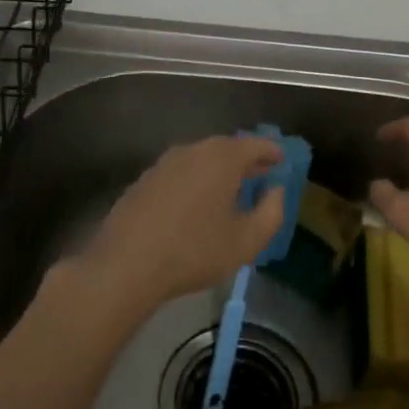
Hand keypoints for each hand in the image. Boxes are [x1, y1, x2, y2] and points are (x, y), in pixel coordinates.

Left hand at [71, 135, 285, 314]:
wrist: (126, 264)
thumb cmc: (194, 251)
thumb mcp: (246, 241)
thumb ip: (271, 212)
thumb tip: (276, 191)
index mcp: (222, 158)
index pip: (255, 144)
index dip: (272, 152)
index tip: (282, 160)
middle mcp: (193, 151)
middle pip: (226, 148)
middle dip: (246, 159)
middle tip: (260, 174)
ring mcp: (164, 163)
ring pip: (200, 159)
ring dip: (219, 170)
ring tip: (231, 190)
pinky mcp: (144, 180)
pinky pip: (180, 172)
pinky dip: (195, 180)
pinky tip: (197, 203)